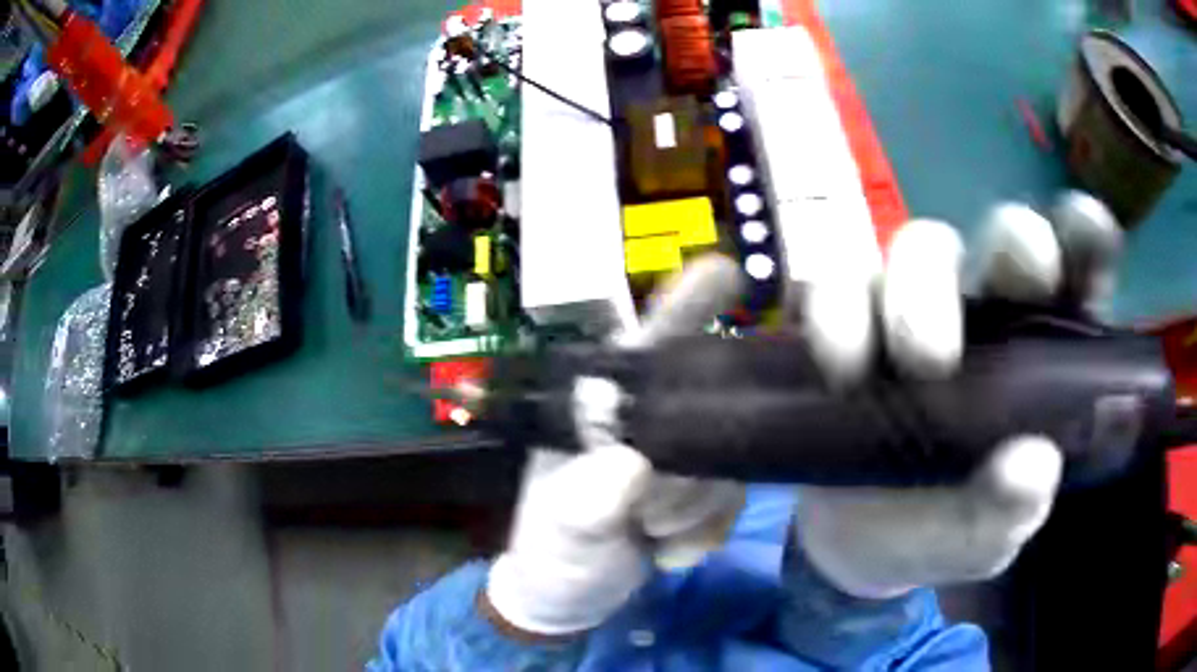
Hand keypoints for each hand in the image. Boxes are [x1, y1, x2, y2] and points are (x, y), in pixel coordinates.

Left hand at [485, 257, 748, 635]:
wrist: (576, 598)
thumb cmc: (554, 552)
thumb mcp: (560, 529)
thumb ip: (585, 501)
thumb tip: (632, 465)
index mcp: (604, 408)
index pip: (646, 345)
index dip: (688, 305)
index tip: (727, 274)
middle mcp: (652, 420)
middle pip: (709, 406)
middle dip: (691, 471)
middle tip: (652, 513)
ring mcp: (686, 455)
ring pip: (728, 459)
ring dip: (694, 509)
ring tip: (649, 536)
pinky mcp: (708, 490)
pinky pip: (735, 497)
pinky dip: (707, 531)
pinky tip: (671, 551)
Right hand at [794, 192, 1121, 597]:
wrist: (852, 540)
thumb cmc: (934, 531)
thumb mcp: (977, 543)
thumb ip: (1006, 516)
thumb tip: (1033, 465)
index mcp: (1042, 355)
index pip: (1081, 270)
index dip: (1087, 235)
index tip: (1090, 230)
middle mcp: (991, 313)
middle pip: (1010, 237)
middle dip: (1014, 248)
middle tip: (1011, 305)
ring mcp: (916, 305)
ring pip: (922, 244)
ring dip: (914, 291)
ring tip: (906, 366)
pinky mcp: (850, 315)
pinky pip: (837, 283)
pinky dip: (835, 313)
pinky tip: (838, 364)